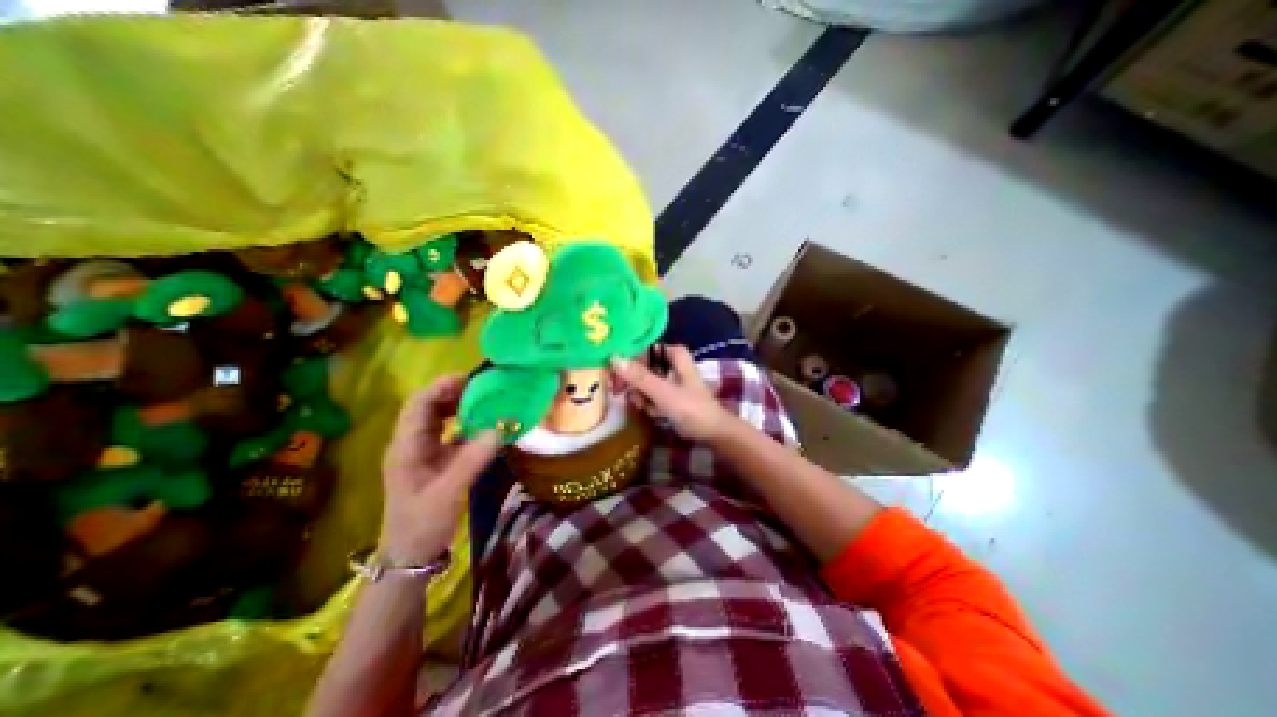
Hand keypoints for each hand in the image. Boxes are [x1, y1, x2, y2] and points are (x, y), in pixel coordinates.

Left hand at [375, 375, 495, 566]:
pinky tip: (483, 424)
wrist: (410, 556)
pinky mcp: (433, 460)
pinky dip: (464, 423)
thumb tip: (501, 427)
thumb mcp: (448, 492)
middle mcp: (410, 443)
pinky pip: (448, 433)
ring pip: (437, 418)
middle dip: (453, 392)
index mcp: (406, 447)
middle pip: (427, 406)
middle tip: (484, 387)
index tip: (471, 379)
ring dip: (458, 406)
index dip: (441, 387)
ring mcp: (421, 452)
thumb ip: (473, 458)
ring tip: (486, 400)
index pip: (418, 404)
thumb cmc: (422, 523)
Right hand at [613, 341, 732, 437]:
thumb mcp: (663, 391)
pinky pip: (649, 394)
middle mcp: (671, 363)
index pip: (643, 349)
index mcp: (674, 354)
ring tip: (645, 407)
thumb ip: (639, 376)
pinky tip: (653, 413)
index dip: (628, 358)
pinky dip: (648, 403)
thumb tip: (613, 358)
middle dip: (633, 382)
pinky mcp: (668, 395)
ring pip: (643, 382)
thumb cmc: (691, 408)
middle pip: (641, 366)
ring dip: (640, 396)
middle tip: (622, 392)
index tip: (614, 371)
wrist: (712, 433)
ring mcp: (669, 379)